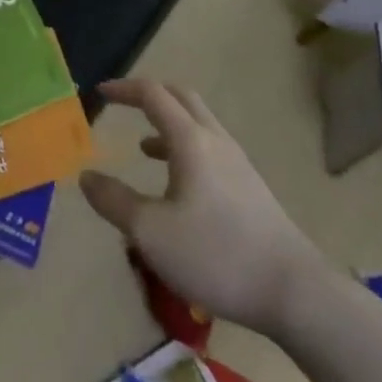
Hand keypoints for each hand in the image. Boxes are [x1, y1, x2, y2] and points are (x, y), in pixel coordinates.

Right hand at [79, 78, 324, 336]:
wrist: (295, 292)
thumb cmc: (217, 255)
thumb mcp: (152, 233)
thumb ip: (115, 202)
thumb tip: (85, 176)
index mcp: (190, 140)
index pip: (152, 94)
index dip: (124, 89)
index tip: (100, 92)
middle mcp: (215, 140)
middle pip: (181, 97)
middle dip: (149, 95)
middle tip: (124, 104)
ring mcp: (237, 163)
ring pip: (198, 124)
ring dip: (168, 123)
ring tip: (144, 146)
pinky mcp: (251, 188)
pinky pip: (210, 149)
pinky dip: (185, 148)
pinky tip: (178, 185)